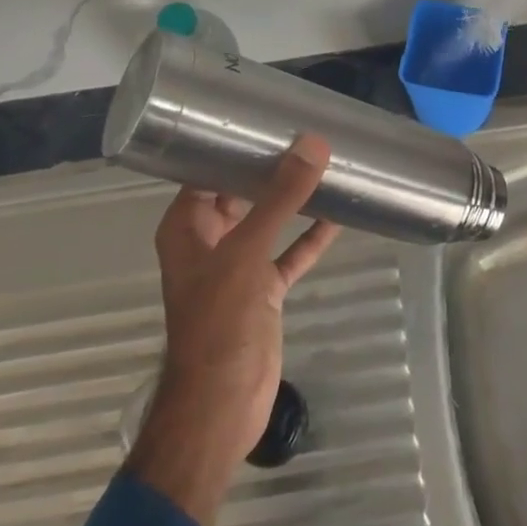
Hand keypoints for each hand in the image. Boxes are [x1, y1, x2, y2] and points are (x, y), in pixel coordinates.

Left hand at [127, 136, 340, 525]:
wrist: (220, 408)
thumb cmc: (219, 322)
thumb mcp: (247, 251)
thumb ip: (280, 197)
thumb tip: (313, 144)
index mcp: (187, 225)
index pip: (207, 168)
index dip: (234, 142)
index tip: (270, 117)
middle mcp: (209, 238)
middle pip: (240, 190)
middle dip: (272, 166)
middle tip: (309, 133)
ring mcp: (236, 265)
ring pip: (268, 220)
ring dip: (293, 199)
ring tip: (328, 164)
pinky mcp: (262, 290)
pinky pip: (288, 253)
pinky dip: (309, 236)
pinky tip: (339, 215)